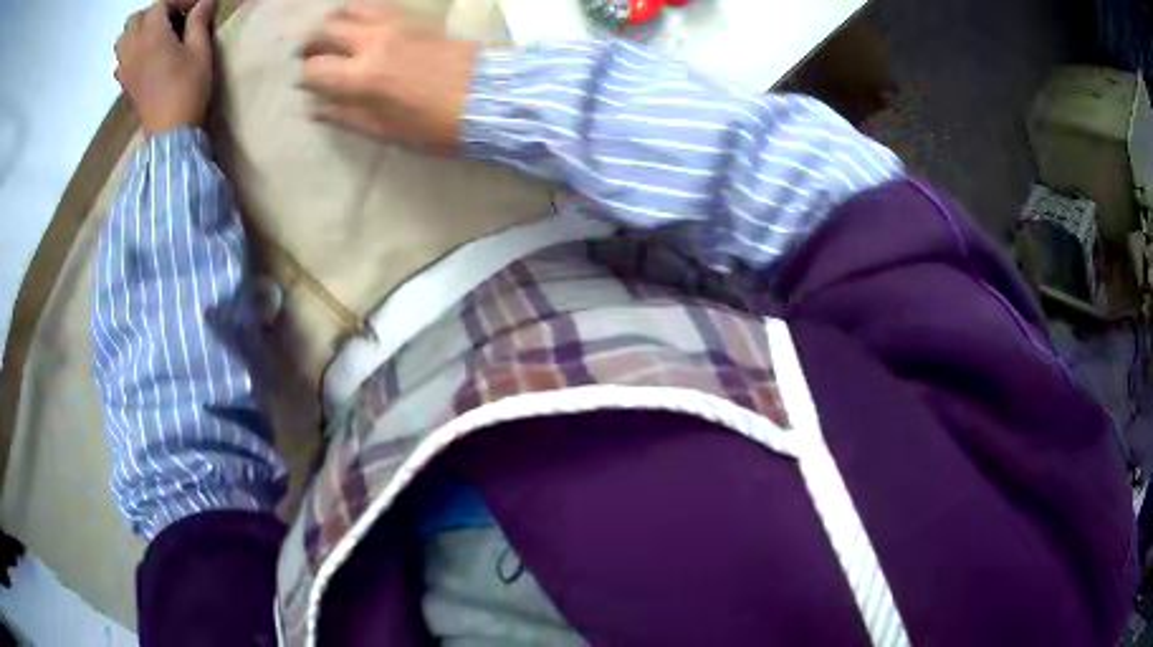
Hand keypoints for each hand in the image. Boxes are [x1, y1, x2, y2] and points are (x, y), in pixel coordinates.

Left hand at [115, 0, 215, 135]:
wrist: (170, 133)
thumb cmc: (187, 88)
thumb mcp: (200, 50)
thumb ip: (198, 21)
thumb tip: (204, 2)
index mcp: (152, 35)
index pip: (160, 4)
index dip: (179, 0)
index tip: (196, 5)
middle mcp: (133, 48)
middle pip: (136, 19)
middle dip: (154, 13)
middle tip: (172, 17)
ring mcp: (125, 68)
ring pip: (123, 39)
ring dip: (137, 30)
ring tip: (154, 33)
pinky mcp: (124, 84)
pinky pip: (120, 59)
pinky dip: (129, 51)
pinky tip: (142, 55)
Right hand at [299, 3, 478, 148]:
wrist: (490, 98)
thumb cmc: (436, 125)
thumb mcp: (386, 131)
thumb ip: (345, 116)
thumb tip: (314, 108)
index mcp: (362, 77)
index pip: (314, 68)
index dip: (305, 76)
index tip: (306, 83)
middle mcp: (373, 43)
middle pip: (326, 30)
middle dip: (310, 42)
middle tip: (309, 54)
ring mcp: (395, 24)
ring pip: (350, 9)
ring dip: (334, 21)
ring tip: (332, 35)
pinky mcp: (415, 17)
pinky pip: (379, 5)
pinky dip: (361, 10)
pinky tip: (359, 21)